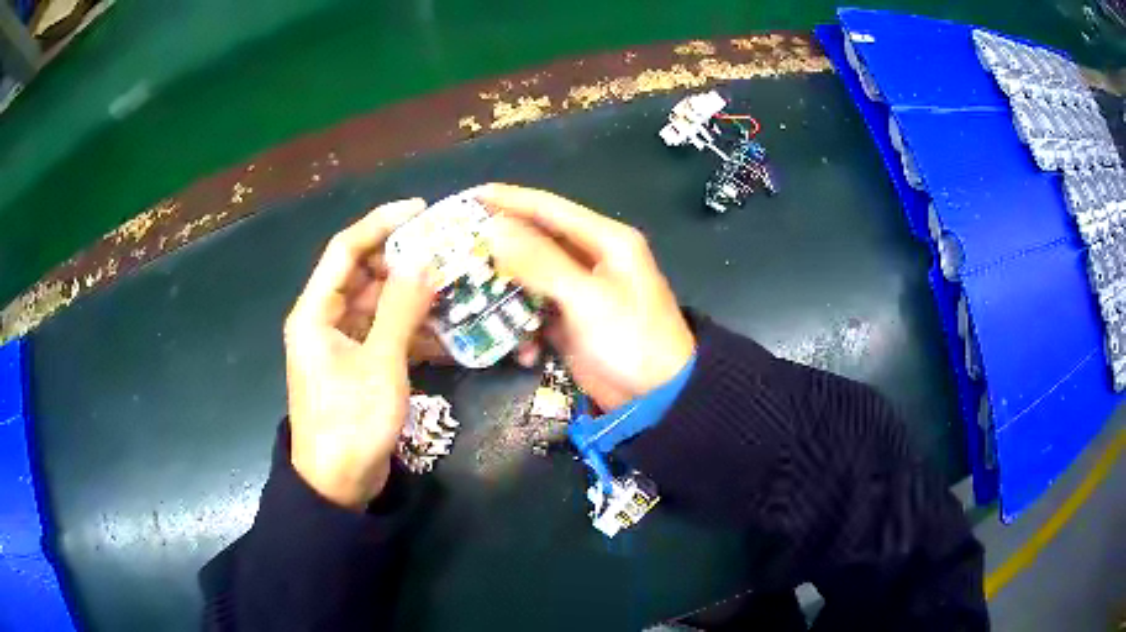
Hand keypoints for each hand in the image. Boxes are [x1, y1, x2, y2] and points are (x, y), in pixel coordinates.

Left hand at [283, 199, 436, 509]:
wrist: (338, 485)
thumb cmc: (351, 424)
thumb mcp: (380, 364)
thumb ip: (401, 309)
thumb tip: (424, 259)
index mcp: (315, 312)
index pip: (345, 250)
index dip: (380, 224)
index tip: (420, 211)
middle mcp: (325, 320)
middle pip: (365, 275)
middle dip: (405, 262)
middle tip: (448, 251)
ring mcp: (343, 344)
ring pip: (379, 305)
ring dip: (414, 298)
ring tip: (457, 287)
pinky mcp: (359, 365)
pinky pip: (386, 334)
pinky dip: (413, 331)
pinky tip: (448, 332)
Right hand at [475, 184, 694, 410]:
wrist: (657, 399)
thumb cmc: (631, 341)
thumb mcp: (587, 299)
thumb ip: (540, 262)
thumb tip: (494, 227)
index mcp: (605, 240)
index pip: (549, 208)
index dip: (508, 200)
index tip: (468, 197)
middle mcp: (591, 258)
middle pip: (535, 242)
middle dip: (498, 249)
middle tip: (457, 252)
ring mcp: (579, 292)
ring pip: (530, 279)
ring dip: (508, 295)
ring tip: (476, 305)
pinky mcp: (571, 322)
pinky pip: (536, 312)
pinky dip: (525, 329)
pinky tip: (525, 352)